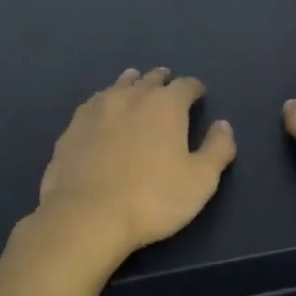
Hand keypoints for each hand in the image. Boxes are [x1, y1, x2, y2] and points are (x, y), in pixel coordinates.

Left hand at [36, 68, 236, 264]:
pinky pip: (93, 104)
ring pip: (118, 86)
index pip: (186, 85)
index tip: (198, 94)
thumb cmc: (153, 199)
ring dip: (131, 84)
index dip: (195, 88)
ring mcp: (97, 110)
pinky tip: (102, 110)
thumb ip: (217, 148)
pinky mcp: (72, 128)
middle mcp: (131, 97)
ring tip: (134, 84)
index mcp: (166, 105)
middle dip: (162, 80)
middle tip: (167, 83)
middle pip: (150, 79)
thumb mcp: (201, 180)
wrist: (87, 216)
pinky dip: (104, 102)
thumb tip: (223, 125)